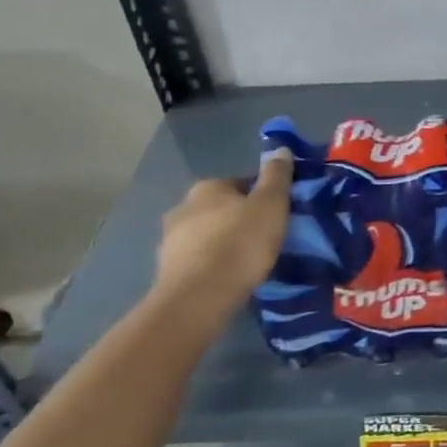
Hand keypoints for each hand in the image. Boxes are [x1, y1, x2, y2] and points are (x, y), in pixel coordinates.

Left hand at [149, 151, 292, 335]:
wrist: (199, 297)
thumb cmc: (240, 243)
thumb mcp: (271, 204)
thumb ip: (277, 176)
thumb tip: (280, 149)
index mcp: (208, 187)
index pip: (242, 183)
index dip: (263, 197)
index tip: (278, 215)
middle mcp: (183, 206)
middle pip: (221, 209)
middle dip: (240, 219)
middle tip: (264, 238)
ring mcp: (169, 240)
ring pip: (206, 235)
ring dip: (223, 243)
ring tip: (247, 263)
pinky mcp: (166, 271)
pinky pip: (197, 261)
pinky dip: (211, 265)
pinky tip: (228, 279)